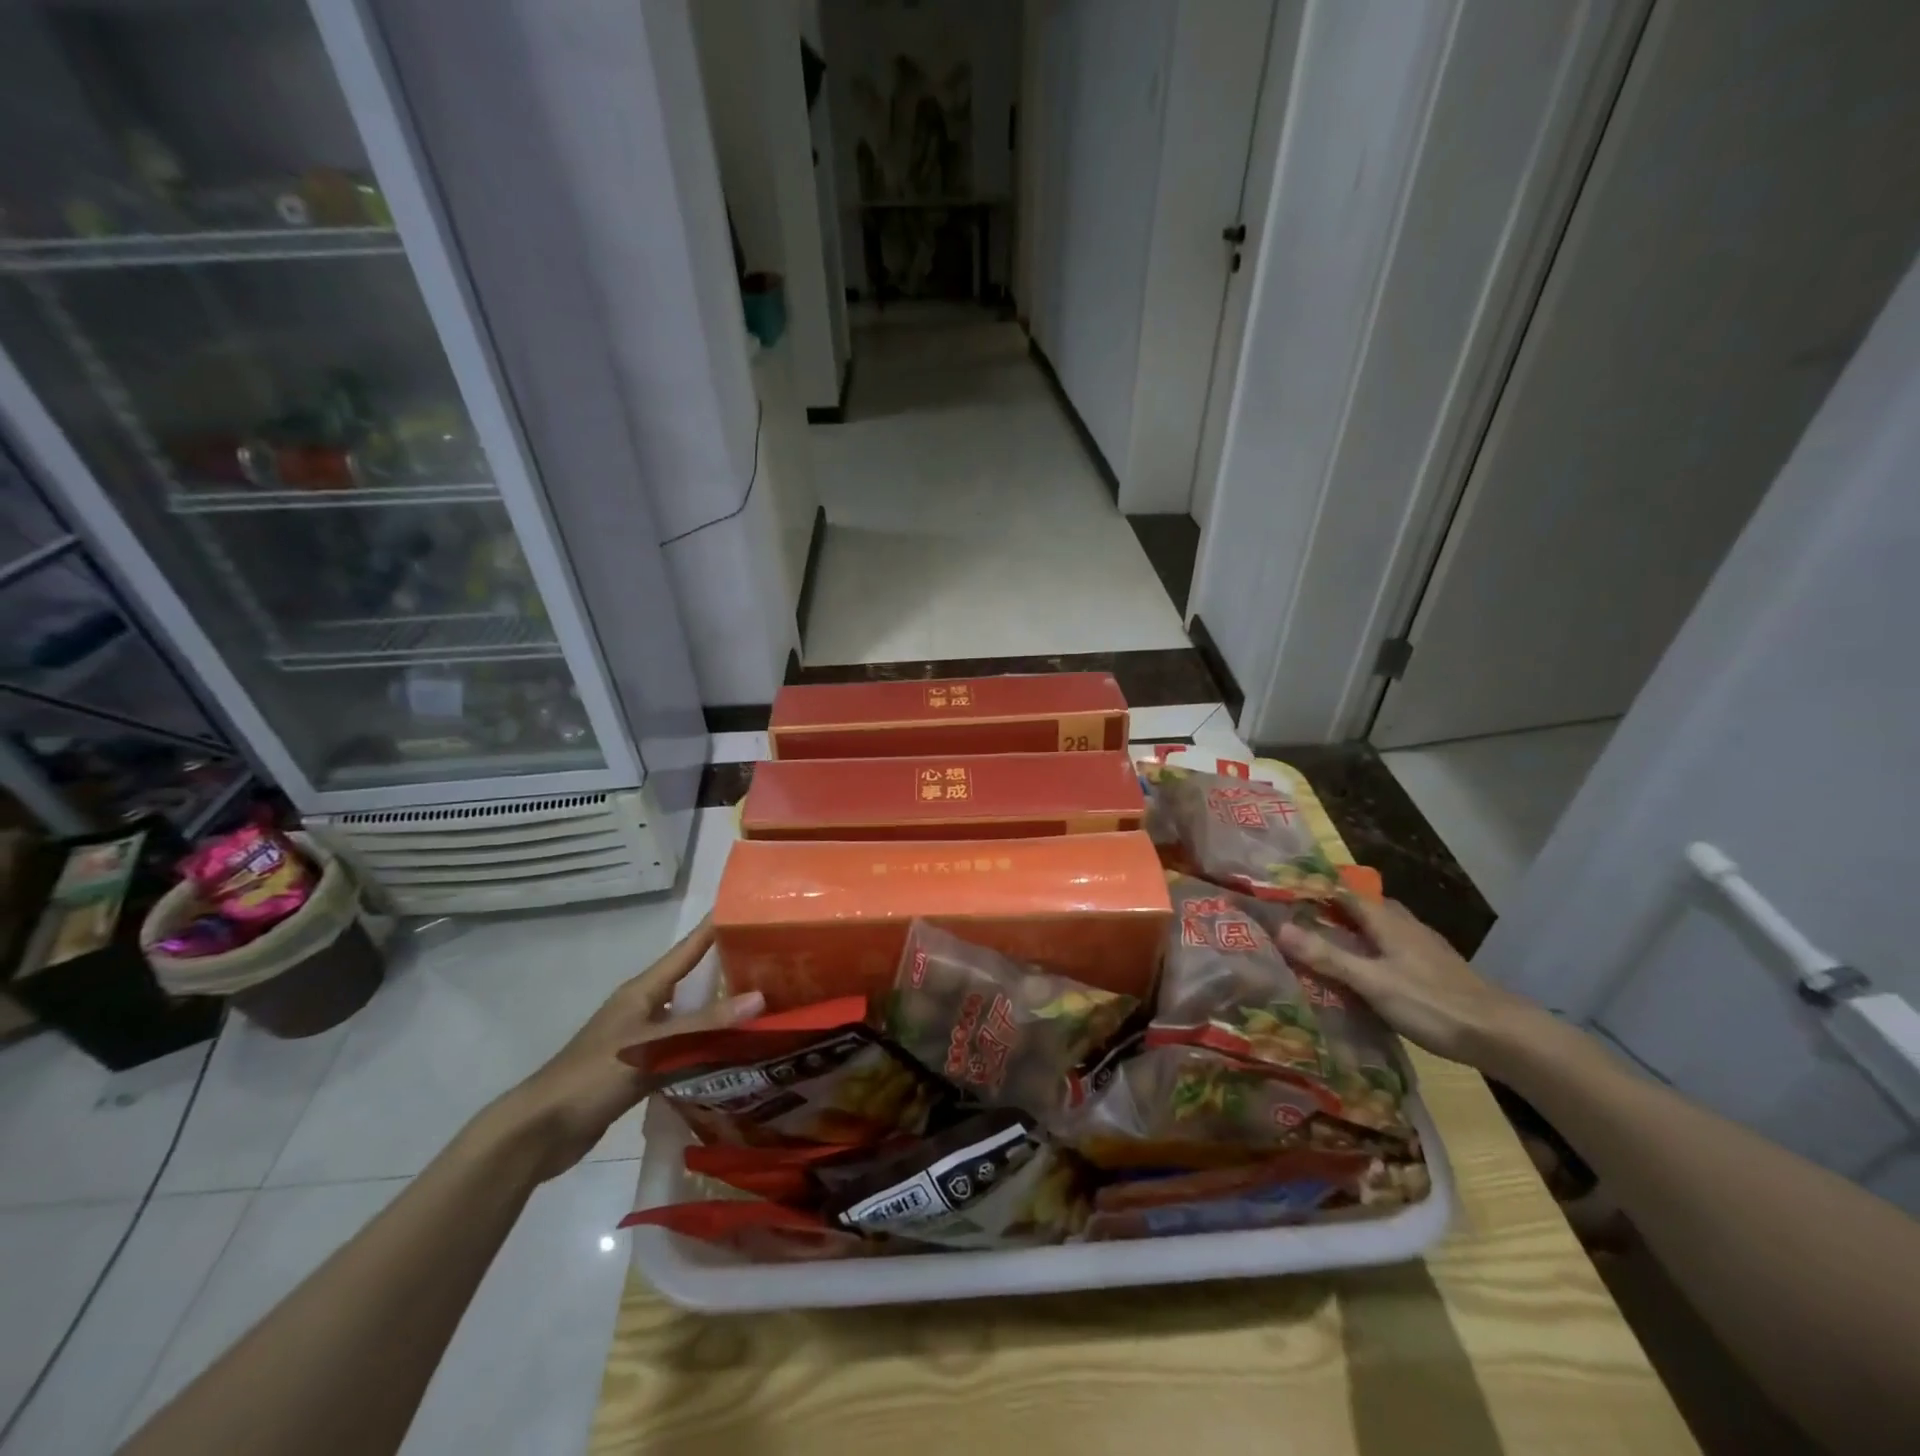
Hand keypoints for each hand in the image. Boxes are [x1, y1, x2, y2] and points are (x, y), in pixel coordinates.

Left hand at [486, 918, 763, 1179]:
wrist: (539, 1133)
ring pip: (693, 1017)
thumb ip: (705, 1025)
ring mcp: (644, 1038)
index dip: (717, 927)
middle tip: (775, 965)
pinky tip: (736, 1053)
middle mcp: (646, 1006)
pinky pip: (685, 1047)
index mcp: (644, 990)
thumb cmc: (592, 1077)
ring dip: (723, 1013)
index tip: (752, 909)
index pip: (689, 949)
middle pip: (695, 981)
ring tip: (767, 1007)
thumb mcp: (652, 1047)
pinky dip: (709, 1047)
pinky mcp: (642, 1068)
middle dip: (731, 971)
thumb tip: (760, 997)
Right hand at [1275, 896, 1545, 1066]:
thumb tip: (1278, 928)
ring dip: (1353, 930)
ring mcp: (1423, 948)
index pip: (1344, 891)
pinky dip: (1371, 951)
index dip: (1314, 887)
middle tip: (1299, 918)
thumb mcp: (1372, 982)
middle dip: (1332, 908)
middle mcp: (1405, 926)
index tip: (1283, 889)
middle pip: (1364, 907)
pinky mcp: (1434, 970)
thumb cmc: (1432, 1003)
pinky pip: (1391, 949)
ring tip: (1324, 944)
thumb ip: (1327, 957)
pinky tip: (1364, 972)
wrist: (1503, 1036)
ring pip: (1380, 928)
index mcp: (1387, 921)